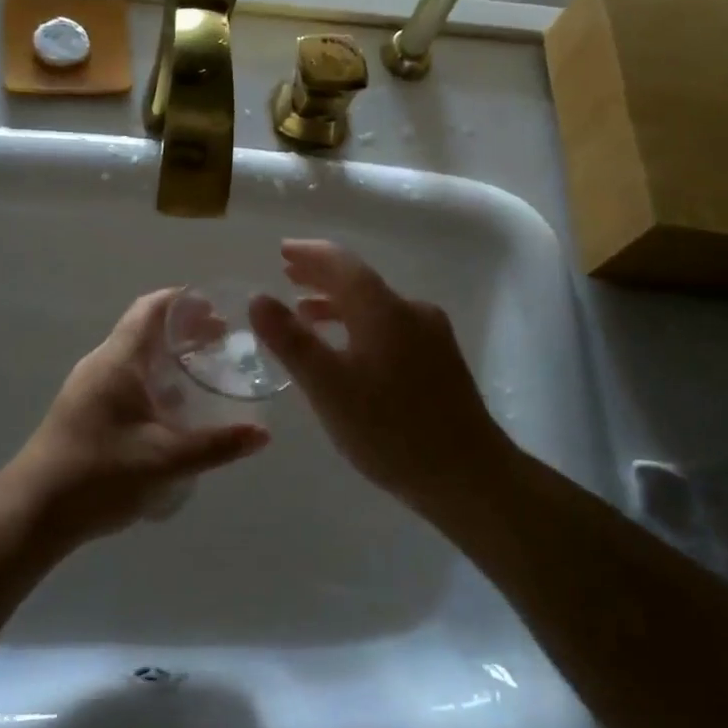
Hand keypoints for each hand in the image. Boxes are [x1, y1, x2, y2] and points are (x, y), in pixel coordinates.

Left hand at [2, 289, 268, 548]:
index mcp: (118, 361)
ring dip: (168, 355)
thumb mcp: (166, 460)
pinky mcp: (84, 409)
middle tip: (222, 341)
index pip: (151, 308)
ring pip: (134, 355)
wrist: (33, 512)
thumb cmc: (99, 475)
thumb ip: (216, 446)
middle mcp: (101, 364)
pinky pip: (125, 378)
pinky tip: (173, 407)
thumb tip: (263, 434)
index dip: (184, 301)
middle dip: (184, 329)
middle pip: (145, 329)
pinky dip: (153, 377)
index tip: (218, 308)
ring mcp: (88, 387)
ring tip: (204, 370)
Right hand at [249, 240, 510, 509]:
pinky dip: (359, 325)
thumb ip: (291, 340)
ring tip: (306, 313)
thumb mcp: (329, 387)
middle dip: (321, 275)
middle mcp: (411, 311)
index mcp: (384, 310)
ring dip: (338, 303)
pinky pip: (390, 327)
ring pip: (376, 306)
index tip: (282, 250)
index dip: (309, 254)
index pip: (342, 264)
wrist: (470, 476)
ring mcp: (431, 336)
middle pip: (360, 281)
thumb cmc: (391, 430)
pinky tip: (349, 350)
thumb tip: (258, 296)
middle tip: (288, 273)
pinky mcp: (440, 361)